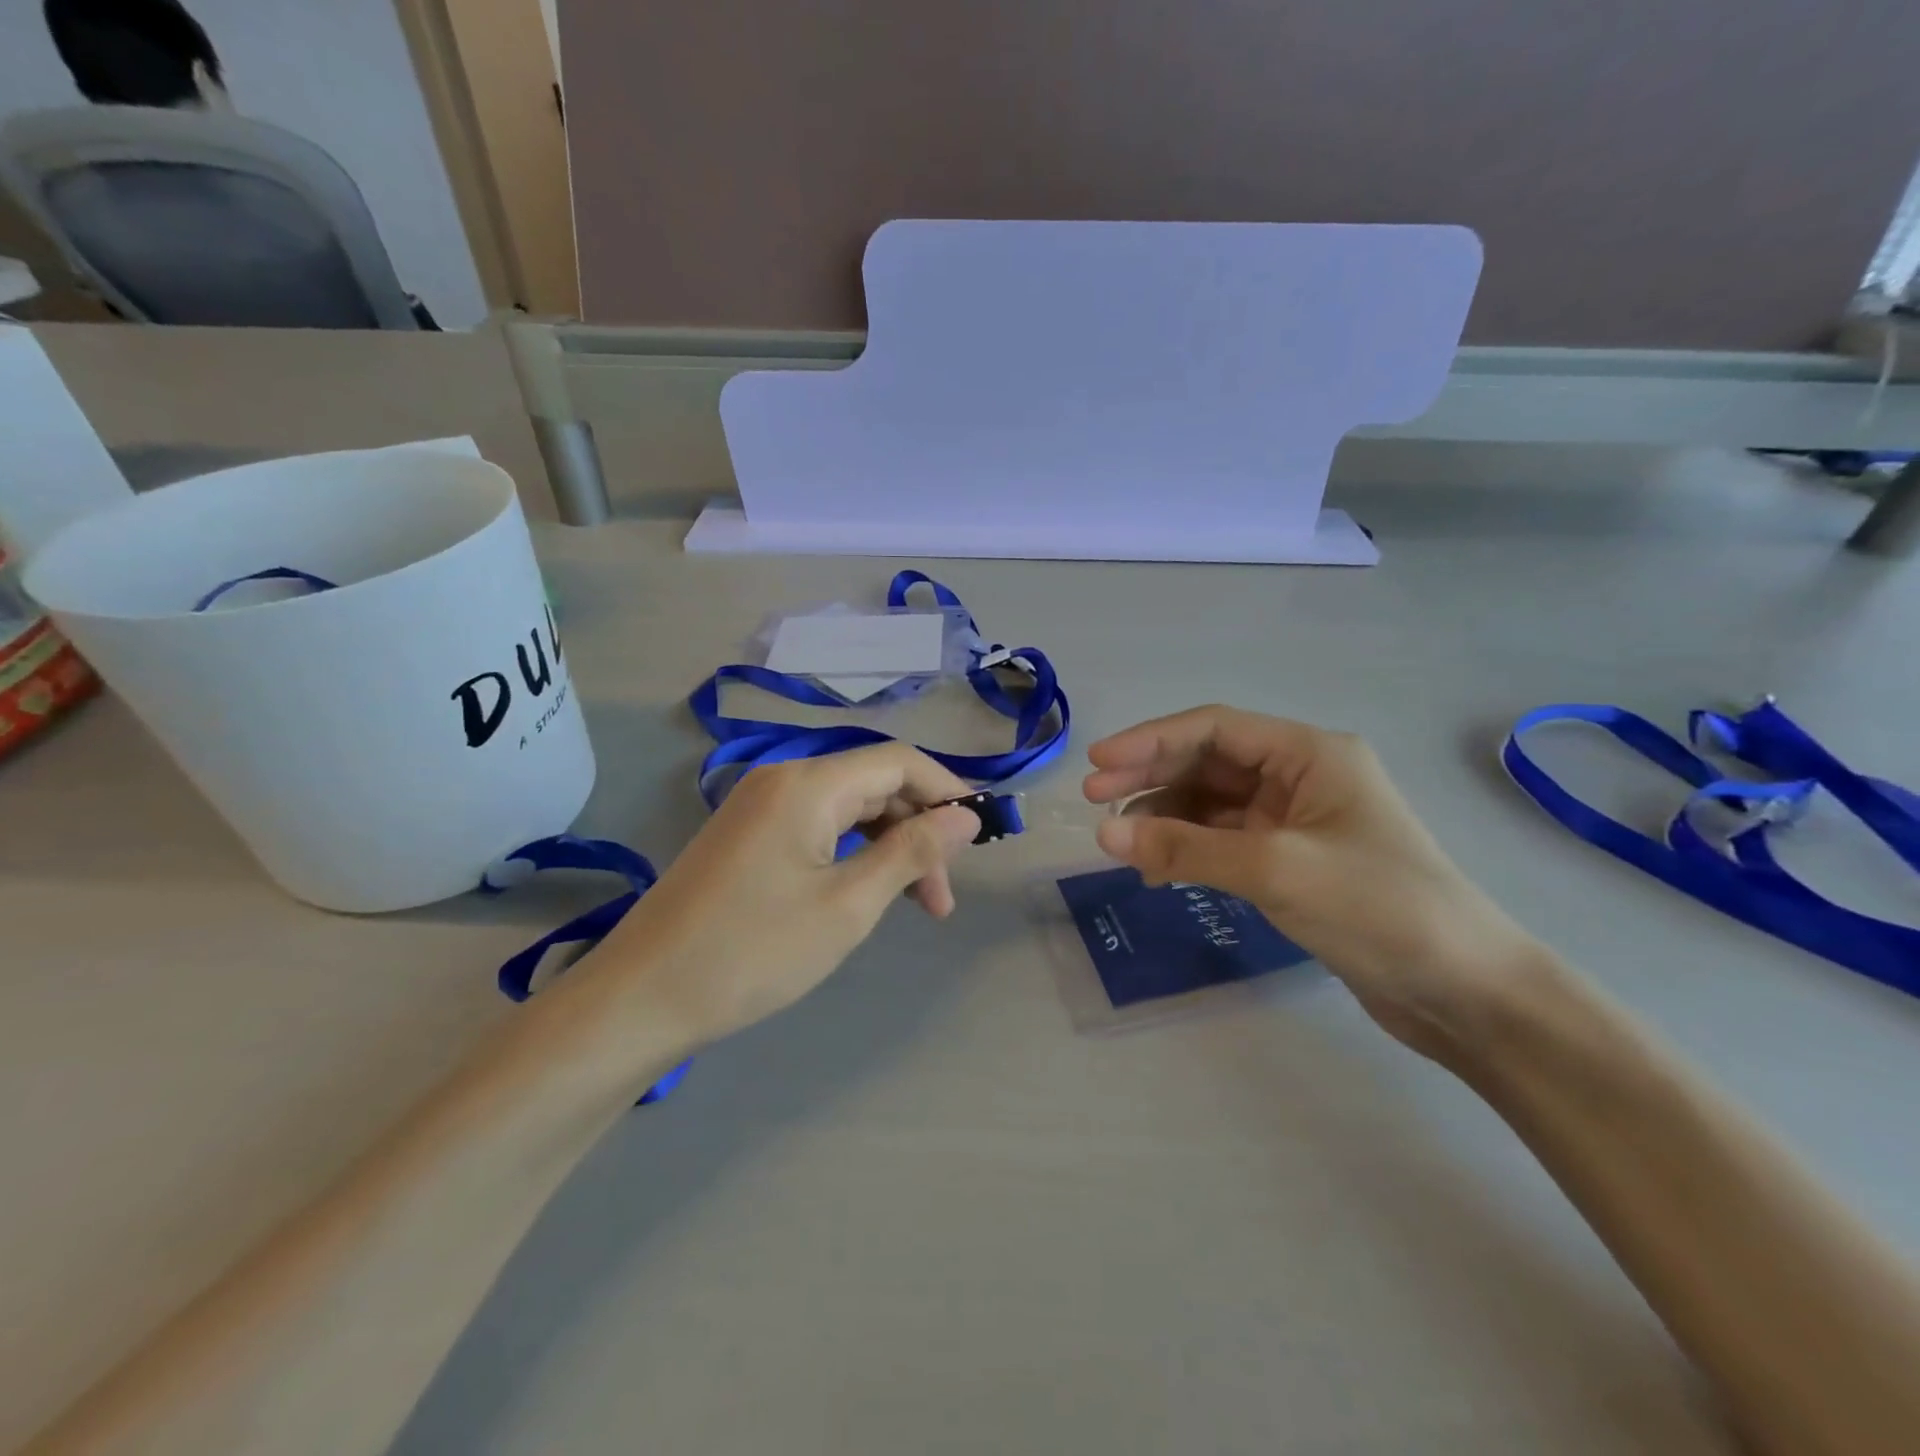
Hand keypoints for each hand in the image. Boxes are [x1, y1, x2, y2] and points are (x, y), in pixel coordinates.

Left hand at [582, 743, 981, 1042]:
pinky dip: (853, 854)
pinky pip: (818, 828)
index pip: (898, 762)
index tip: (980, 837)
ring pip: (848, 810)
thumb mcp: (848, 904)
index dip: (947, 791)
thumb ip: (912, 852)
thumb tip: (966, 817)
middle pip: (874, 785)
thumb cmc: (754, 951)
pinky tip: (865, 892)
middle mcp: (783, 779)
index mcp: (808, 783)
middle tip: (942, 898)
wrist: (642, 998)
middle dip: (919, 831)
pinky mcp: (747, 836)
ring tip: (915, 905)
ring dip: (889, 848)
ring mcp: (760, 807)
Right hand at [1084, 705, 1545, 1060]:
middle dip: (1151, 778)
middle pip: (1208, 762)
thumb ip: (1186, 849)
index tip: (1098, 767)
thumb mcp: (1275, 870)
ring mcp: (1297, 820)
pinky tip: (1158, 871)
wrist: (1467, 992)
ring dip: (1165, 818)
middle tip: (1095, 804)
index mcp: (1309, 754)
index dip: (1150, 741)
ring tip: (1121, 845)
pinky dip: (1188, 850)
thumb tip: (1105, 837)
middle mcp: (1301, 776)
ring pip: (1212, 803)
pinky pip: (1224, 841)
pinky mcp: (1293, 861)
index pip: (1214, 728)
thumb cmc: (1379, 909)